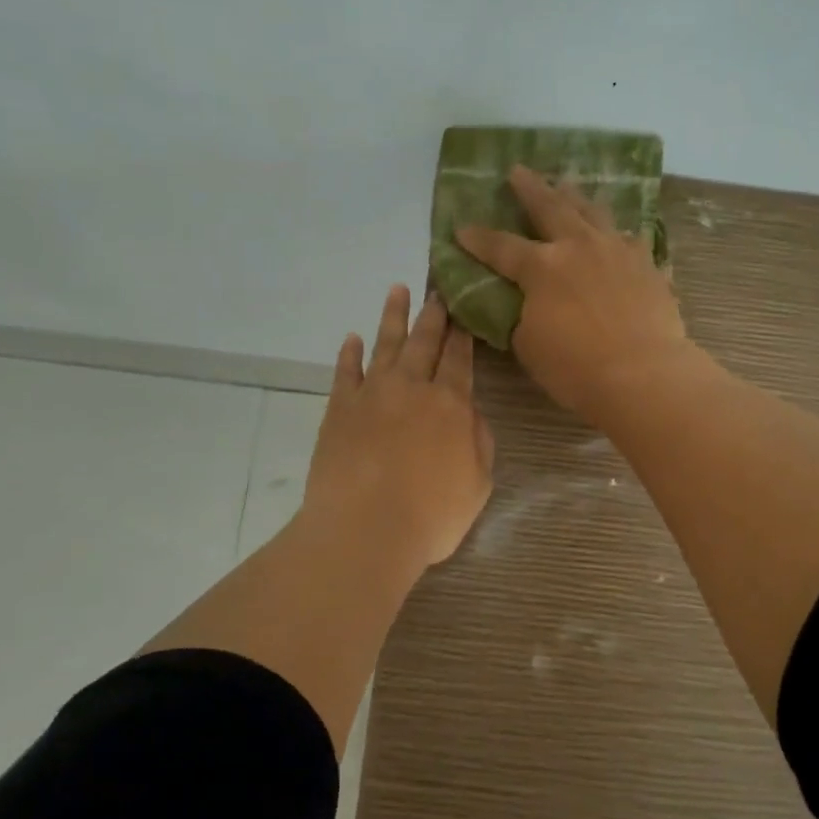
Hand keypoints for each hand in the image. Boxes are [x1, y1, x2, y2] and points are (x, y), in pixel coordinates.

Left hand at [304, 285, 495, 568]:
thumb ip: (479, 442)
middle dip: (433, 315)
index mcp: (451, 404)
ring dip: (393, 317)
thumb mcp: (477, 484)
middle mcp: (412, 388)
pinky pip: (345, 372)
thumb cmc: (431, 515)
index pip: (459, 359)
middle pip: (424, 342)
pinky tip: (352, 338)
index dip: (462, 333)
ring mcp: (372, 394)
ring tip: (397, 290)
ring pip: (385, 345)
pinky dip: (349, 353)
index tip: (462, 309)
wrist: (365, 528)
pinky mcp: (339, 409)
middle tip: (436, 290)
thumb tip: (470, 414)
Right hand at [457, 165, 692, 422]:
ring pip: (595, 213)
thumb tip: (528, 306)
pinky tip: (621, 237)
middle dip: (531, 188)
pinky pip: (632, 241)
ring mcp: (618, 252)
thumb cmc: (576, 367)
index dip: (478, 239)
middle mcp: (579, 247)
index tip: (461, 228)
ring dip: (577, 197)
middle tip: (518, 170)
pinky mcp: (649, 267)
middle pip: (551, 208)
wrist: (643, 375)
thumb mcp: (529, 345)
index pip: (501, 247)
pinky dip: (620, 236)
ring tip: (569, 184)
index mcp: (542, 267)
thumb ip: (524, 316)